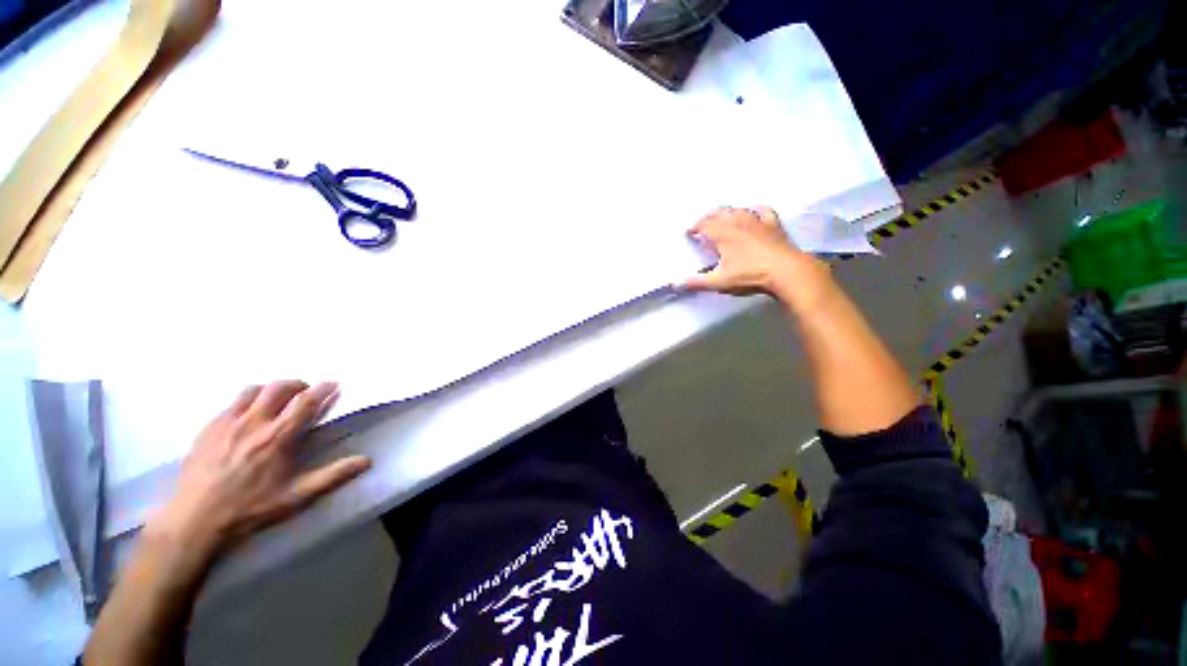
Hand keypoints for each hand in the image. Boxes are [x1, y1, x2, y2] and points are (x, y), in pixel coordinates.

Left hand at [151, 381, 370, 557]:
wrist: (195, 520)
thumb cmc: (250, 509)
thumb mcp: (296, 497)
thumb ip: (332, 476)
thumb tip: (366, 461)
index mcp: (278, 437)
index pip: (305, 402)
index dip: (322, 389)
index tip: (333, 383)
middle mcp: (254, 422)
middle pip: (279, 388)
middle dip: (297, 384)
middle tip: (305, 391)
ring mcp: (227, 423)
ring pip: (252, 390)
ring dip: (270, 390)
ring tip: (276, 400)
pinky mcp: (208, 428)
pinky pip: (230, 403)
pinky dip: (246, 401)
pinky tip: (247, 416)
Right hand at [684, 207, 832, 308]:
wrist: (786, 271)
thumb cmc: (750, 275)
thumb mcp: (720, 282)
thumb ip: (698, 282)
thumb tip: (677, 283)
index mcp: (723, 234)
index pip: (704, 225)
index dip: (694, 227)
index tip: (689, 232)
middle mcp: (738, 223)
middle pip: (719, 213)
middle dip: (708, 217)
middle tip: (702, 224)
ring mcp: (757, 221)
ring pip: (738, 210)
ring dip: (728, 212)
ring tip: (723, 217)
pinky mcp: (773, 225)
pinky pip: (763, 210)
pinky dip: (755, 209)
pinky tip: (753, 210)